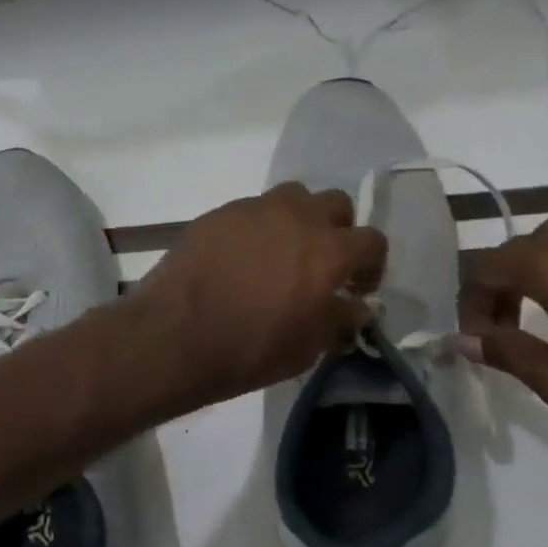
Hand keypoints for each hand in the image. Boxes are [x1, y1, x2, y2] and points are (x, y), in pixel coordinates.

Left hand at [130, 182, 387, 407]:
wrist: (175, 335)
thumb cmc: (249, 350)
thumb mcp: (306, 349)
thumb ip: (338, 321)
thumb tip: (355, 308)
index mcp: (328, 251)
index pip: (372, 240)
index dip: (371, 265)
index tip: (356, 289)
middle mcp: (297, 217)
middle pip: (335, 204)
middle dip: (337, 230)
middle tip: (323, 263)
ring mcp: (254, 209)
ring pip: (293, 196)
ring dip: (298, 218)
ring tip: (282, 251)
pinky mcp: (219, 213)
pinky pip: (252, 209)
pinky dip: (258, 227)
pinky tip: (242, 258)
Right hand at [458, 218, 547, 433]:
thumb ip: (505, 352)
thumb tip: (465, 340)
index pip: (483, 268)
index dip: (470, 304)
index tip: (478, 342)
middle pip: (513, 253)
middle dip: (496, 291)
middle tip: (500, 335)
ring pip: (547, 248)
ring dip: (528, 280)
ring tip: (534, 324)